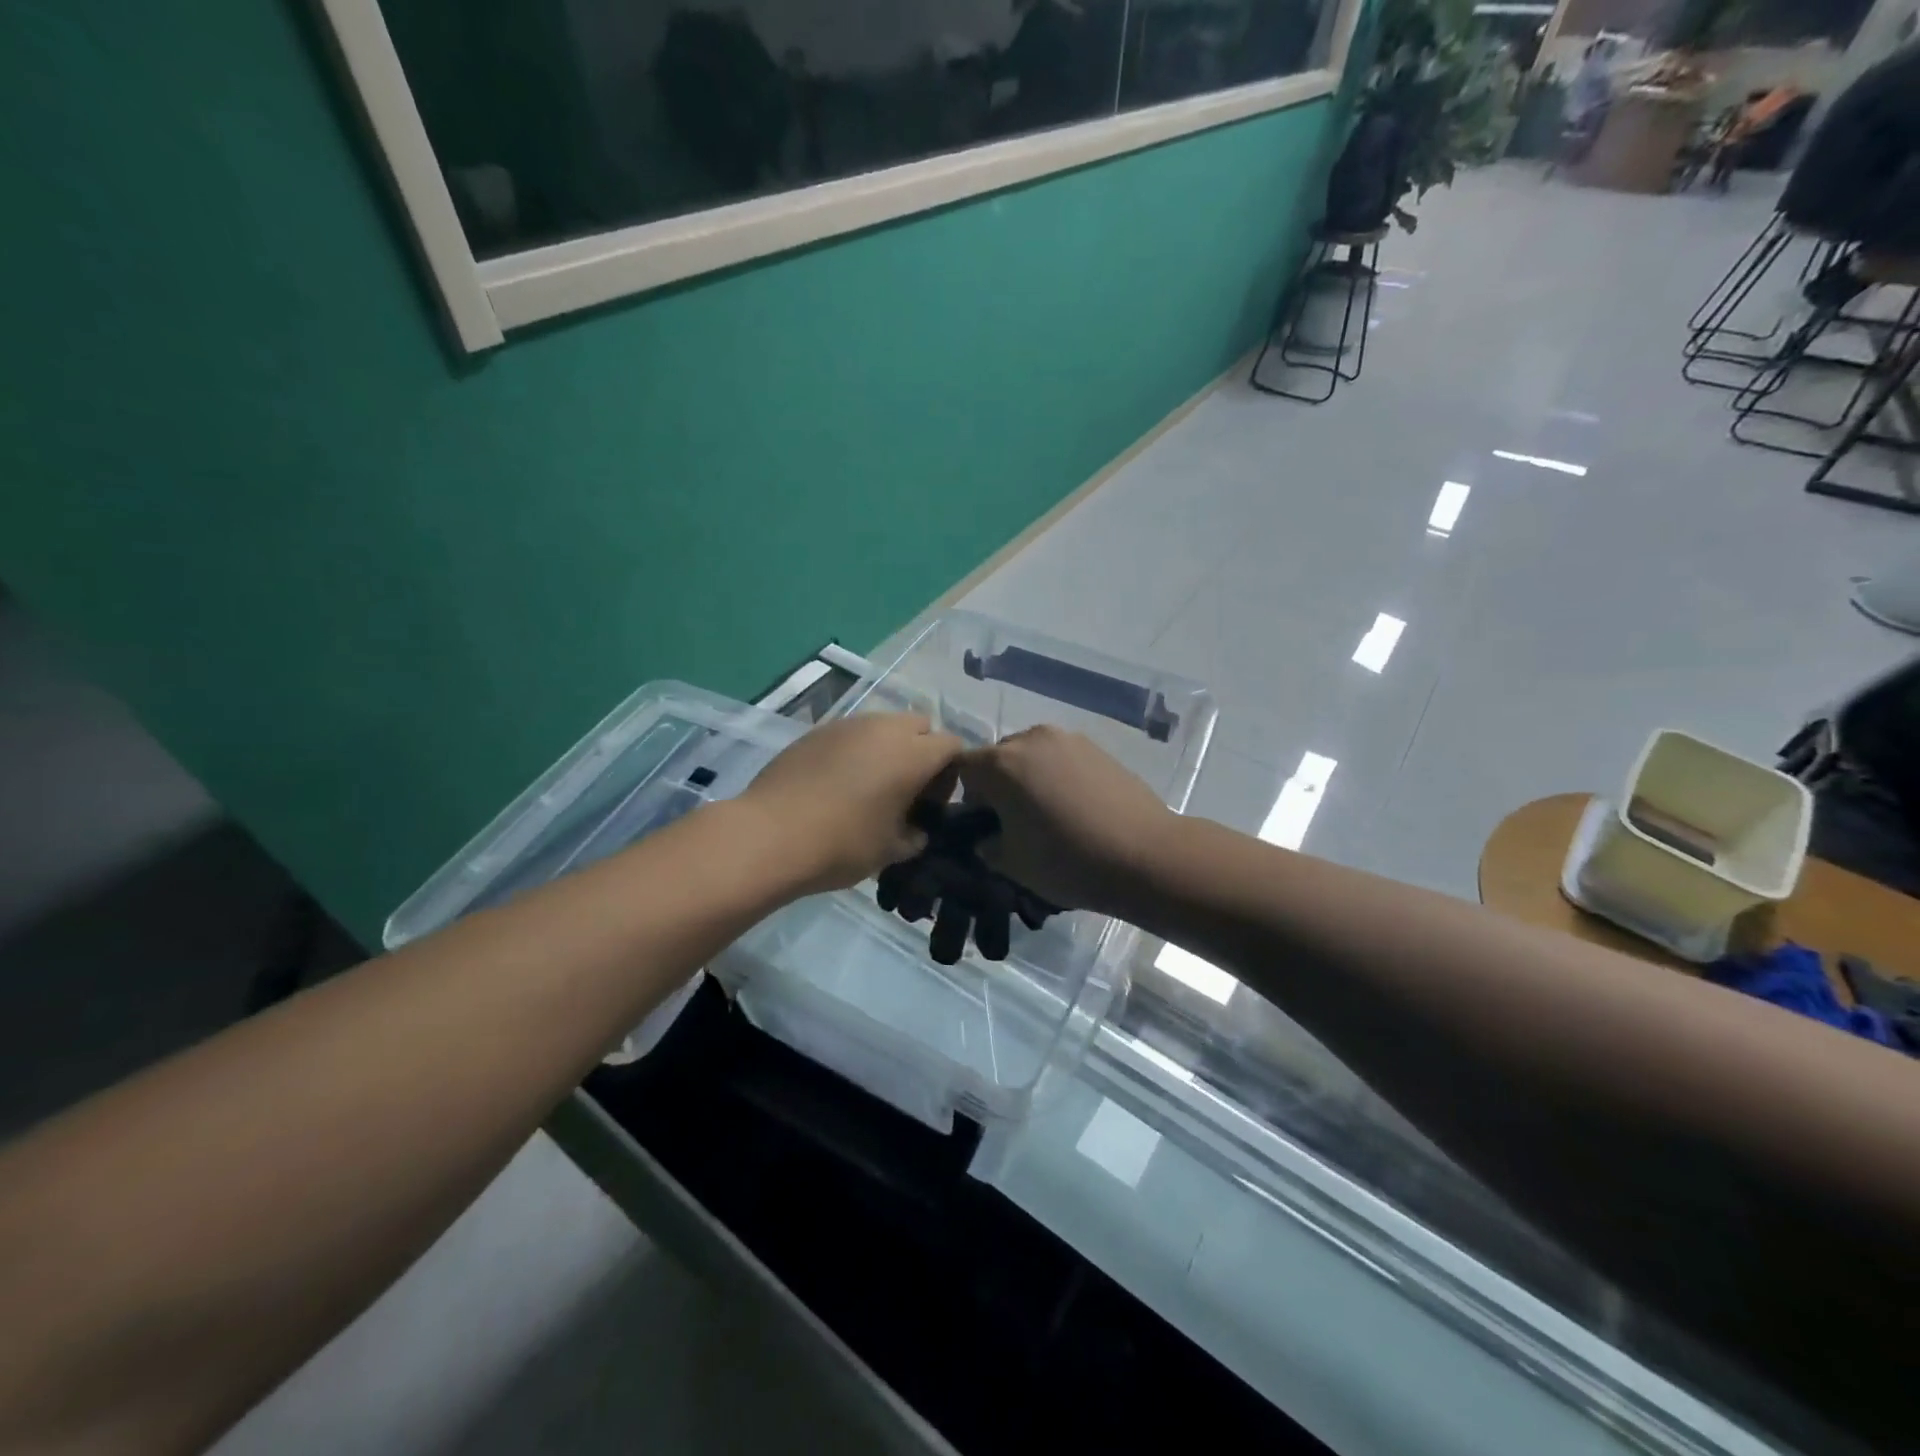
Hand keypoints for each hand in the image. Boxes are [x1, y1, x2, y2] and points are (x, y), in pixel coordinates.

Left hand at [738, 714, 963, 896]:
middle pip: (920, 726)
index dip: (950, 773)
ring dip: (887, 749)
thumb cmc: (842, 844)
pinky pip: (851, 734)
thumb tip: (916, 831)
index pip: (952, 746)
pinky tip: (837, 783)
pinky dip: (855, 751)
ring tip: (869, 786)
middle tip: (905, 790)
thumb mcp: (890, 851)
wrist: (769, 835)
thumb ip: (914, 837)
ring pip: (883, 726)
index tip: (932, 803)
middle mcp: (884, 728)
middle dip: (921, 751)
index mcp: (913, 754)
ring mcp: (847, 725)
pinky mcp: (816, 732)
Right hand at [958, 726, 1176, 915]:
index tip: (983, 825)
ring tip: (1050, 814)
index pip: (962, 768)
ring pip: (1032, 755)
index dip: (966, 797)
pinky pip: (1062, 758)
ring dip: (1030, 778)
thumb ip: (987, 846)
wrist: (1145, 855)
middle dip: (998, 785)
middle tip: (1015, 822)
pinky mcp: (1098, 748)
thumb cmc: (1067, 860)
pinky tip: (1078, 808)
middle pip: (998, 756)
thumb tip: (987, 837)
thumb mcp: (1012, 864)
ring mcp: (1068, 739)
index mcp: (1000, 763)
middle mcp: (1031, 739)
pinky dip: (1059, 776)